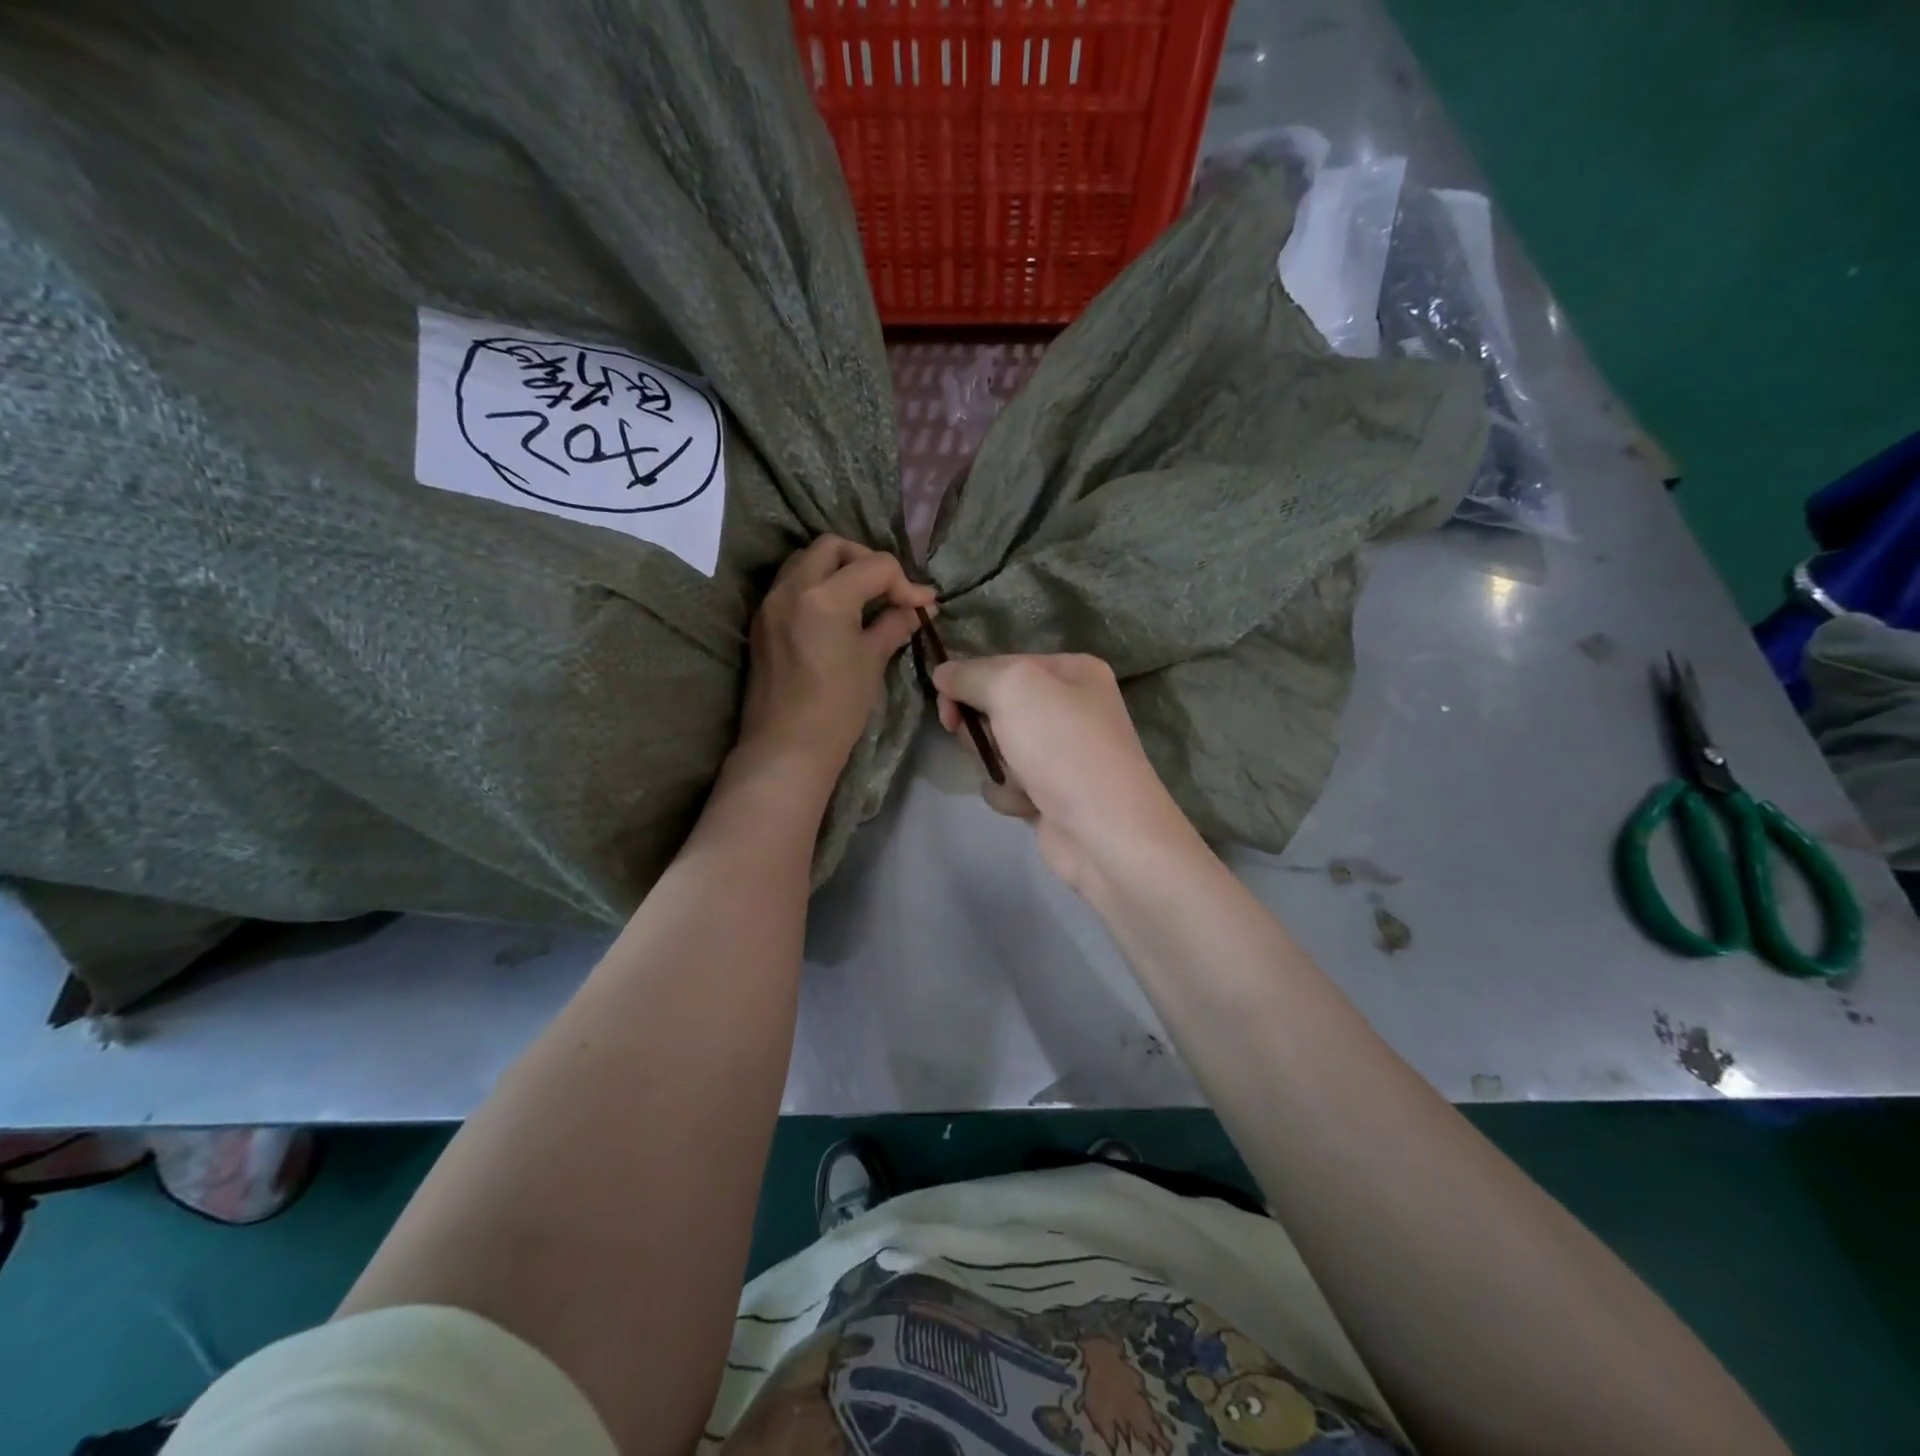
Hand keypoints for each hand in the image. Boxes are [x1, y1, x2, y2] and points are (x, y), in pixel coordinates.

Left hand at [736, 536, 935, 782]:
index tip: (923, 604)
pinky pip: (790, 584)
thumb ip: (893, 625)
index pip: (874, 566)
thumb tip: (915, 610)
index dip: (905, 582)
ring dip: (837, 568)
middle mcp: (792, 588)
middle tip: (888, 589)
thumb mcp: (872, 662)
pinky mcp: (761, 621)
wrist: (786, 747)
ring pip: (806, 561)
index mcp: (825, 597)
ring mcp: (771, 602)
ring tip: (862, 597)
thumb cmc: (837, 708)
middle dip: (866, 560)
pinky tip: (835, 613)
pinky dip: (816, 586)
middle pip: (833, 547)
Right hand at [933, 654, 1203, 895]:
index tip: (945, 705)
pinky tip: (1030, 804)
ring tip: (1020, 779)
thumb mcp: (1013, 688)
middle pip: (997, 707)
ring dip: (997, 765)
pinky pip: (1009, 783)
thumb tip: (942, 673)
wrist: (1105, 831)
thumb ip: (972, 674)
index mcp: (1072, 671)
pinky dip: (1010, 793)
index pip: (1001, 664)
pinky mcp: (1052, 792)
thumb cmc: (1062, 747)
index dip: (968, 682)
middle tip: (984, 741)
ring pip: (999, 748)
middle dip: (983, 728)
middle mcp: (1071, 707)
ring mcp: (1062, 753)